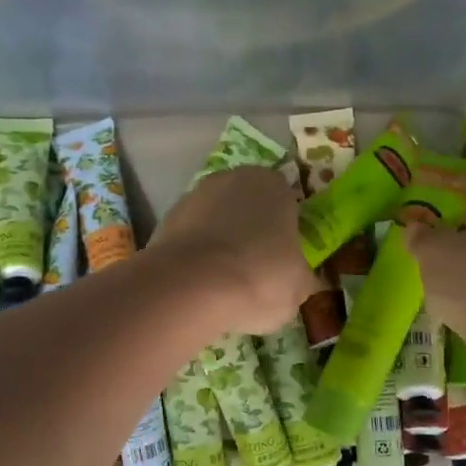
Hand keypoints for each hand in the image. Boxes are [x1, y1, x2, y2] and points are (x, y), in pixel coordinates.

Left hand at [153, 167, 322, 334]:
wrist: (190, 287)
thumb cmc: (260, 276)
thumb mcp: (298, 286)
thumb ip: (300, 274)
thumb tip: (298, 278)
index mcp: (272, 184)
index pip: (286, 200)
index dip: (287, 229)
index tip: (286, 256)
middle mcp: (231, 179)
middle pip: (248, 206)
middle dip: (252, 231)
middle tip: (258, 268)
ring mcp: (193, 197)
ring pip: (216, 220)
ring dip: (221, 242)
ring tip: (226, 282)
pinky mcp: (165, 221)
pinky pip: (191, 239)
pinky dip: (197, 256)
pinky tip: (201, 284)